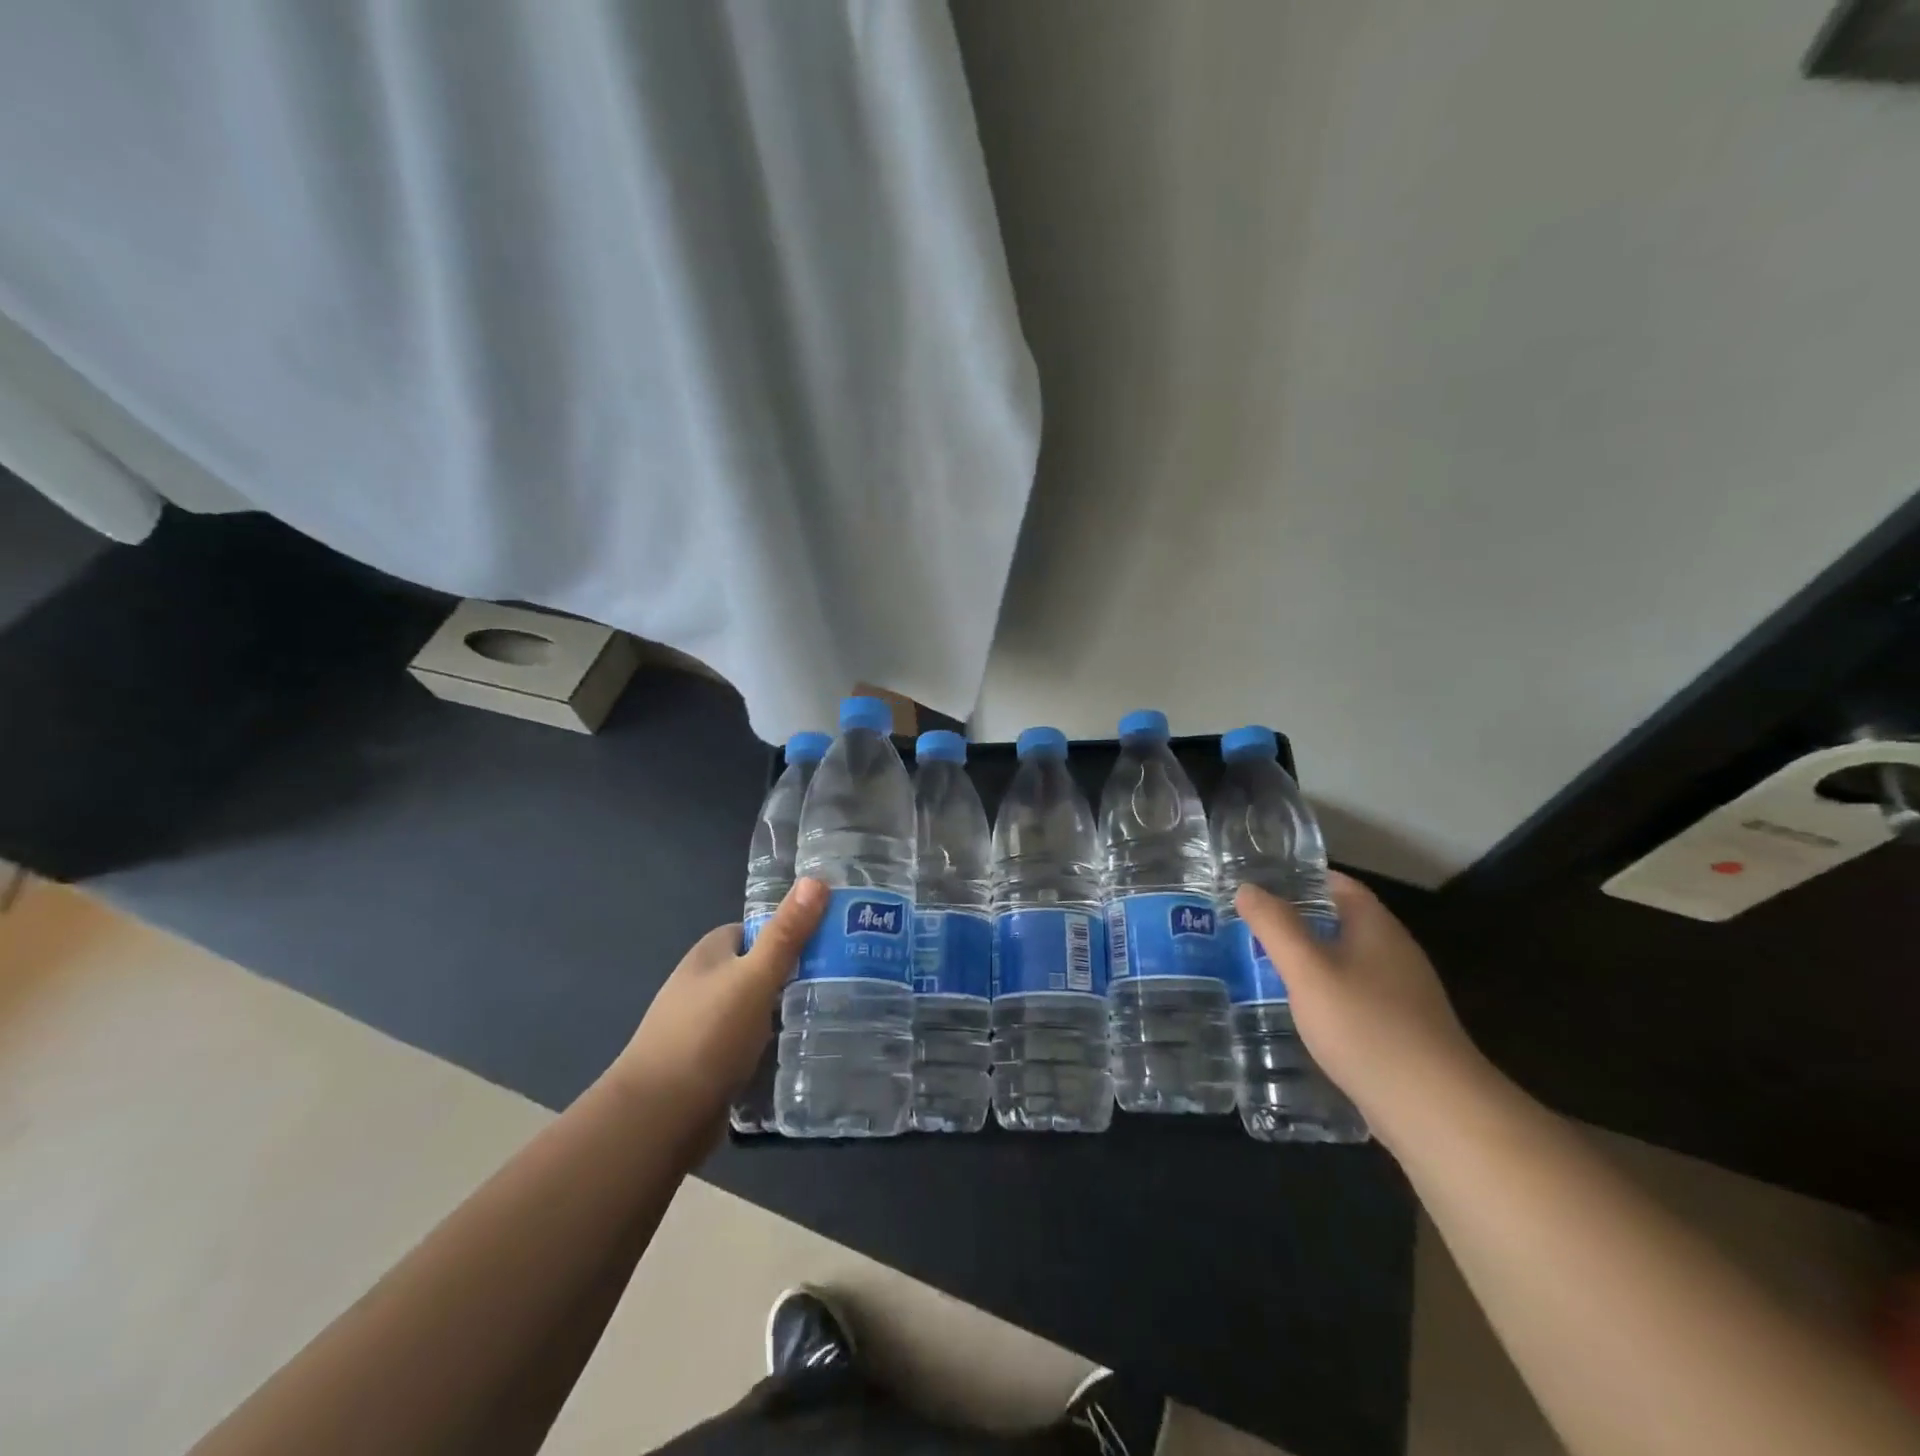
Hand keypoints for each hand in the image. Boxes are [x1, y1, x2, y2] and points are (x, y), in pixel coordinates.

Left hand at [608, 878, 826, 1121]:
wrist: (657, 1118)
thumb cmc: (707, 1036)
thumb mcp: (755, 978)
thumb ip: (786, 933)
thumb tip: (816, 879)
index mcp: (711, 952)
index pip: (759, 928)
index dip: (794, 930)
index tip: (835, 940)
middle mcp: (703, 981)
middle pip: (759, 966)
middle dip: (795, 972)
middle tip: (843, 979)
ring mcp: (702, 1023)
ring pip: (755, 1005)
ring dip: (784, 1009)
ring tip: (832, 1013)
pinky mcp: (707, 1061)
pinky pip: (748, 1040)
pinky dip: (770, 1042)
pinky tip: (799, 1050)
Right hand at [1234, 873, 1488, 1148]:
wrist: (1434, 1111)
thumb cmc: (1365, 1026)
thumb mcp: (1307, 969)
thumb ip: (1275, 926)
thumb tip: (1248, 888)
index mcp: (1377, 928)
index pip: (1339, 884)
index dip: (1302, 878)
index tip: (1260, 884)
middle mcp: (1395, 954)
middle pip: (1343, 923)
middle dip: (1299, 920)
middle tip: (1250, 926)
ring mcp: (1403, 996)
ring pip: (1348, 963)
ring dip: (1311, 961)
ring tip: (1263, 966)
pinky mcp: (1402, 1033)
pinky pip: (1356, 998)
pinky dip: (1326, 995)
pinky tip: (1300, 1013)